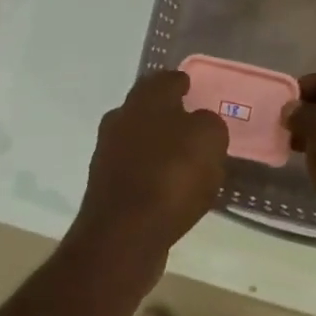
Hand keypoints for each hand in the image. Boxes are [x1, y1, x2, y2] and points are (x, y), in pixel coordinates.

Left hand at [71, 71, 228, 275]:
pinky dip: (153, 174)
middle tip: (193, 124)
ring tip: (186, 160)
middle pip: (148, 109)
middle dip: (169, 114)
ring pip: (140, 140)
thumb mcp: (209, 139)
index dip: (182, 82)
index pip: (165, 79)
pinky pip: (137, 171)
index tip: (193, 86)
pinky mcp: (106, 188)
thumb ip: (209, 124)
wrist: (124, 235)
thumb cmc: (171, 176)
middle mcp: (120, 120)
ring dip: (160, 146)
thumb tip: (200, 124)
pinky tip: (171, 188)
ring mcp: (108, 155)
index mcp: (144, 100)